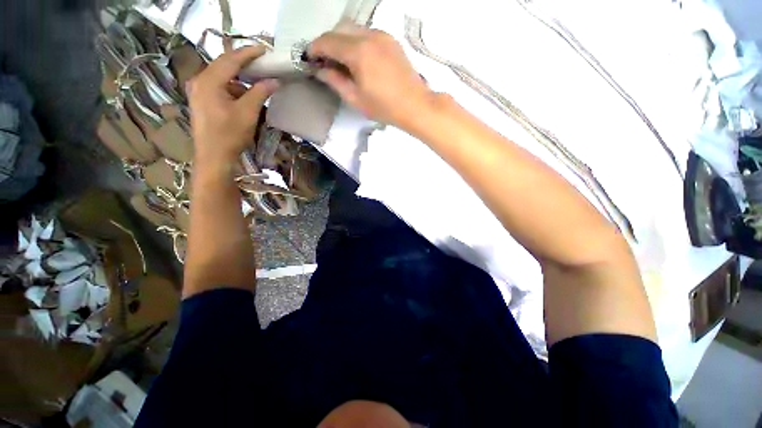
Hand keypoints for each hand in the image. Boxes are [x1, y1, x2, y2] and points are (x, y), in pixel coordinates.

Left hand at [187, 45, 278, 167]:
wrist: (213, 157)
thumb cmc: (229, 135)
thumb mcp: (248, 113)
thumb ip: (259, 93)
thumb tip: (274, 81)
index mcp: (209, 81)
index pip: (231, 60)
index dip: (248, 53)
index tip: (264, 48)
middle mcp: (200, 81)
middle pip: (224, 65)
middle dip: (243, 63)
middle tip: (262, 62)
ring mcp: (199, 91)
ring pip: (222, 76)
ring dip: (240, 78)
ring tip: (257, 81)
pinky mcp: (202, 100)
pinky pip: (219, 87)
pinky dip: (234, 88)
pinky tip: (245, 96)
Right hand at [309, 24, 433, 129]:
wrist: (415, 105)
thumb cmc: (384, 107)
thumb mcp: (355, 98)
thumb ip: (335, 81)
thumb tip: (319, 69)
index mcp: (358, 52)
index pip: (327, 41)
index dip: (314, 49)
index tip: (309, 59)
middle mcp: (369, 36)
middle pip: (339, 30)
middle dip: (327, 43)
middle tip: (324, 62)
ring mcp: (382, 35)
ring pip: (353, 29)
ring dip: (341, 41)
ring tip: (341, 62)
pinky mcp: (391, 40)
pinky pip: (367, 33)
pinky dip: (356, 41)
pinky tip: (358, 59)